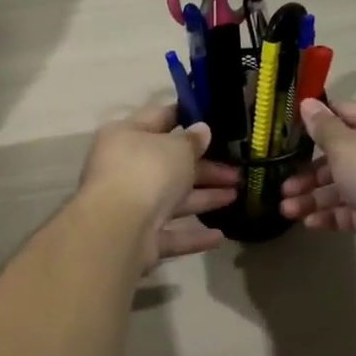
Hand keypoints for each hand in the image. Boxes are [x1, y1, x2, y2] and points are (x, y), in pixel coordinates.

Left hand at [78, 103, 238, 271]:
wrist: (118, 228)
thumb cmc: (147, 172)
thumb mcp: (176, 148)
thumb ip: (192, 140)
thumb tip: (201, 130)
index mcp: (126, 136)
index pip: (159, 118)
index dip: (185, 117)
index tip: (214, 119)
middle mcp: (124, 169)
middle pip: (170, 164)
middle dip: (205, 168)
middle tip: (237, 170)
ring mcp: (130, 205)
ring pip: (172, 199)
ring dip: (204, 197)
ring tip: (236, 195)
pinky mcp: (138, 238)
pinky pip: (170, 233)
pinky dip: (192, 235)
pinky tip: (219, 237)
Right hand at [279, 100, 355, 266]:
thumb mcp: (343, 143)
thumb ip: (322, 126)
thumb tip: (308, 102)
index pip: (344, 114)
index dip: (317, 120)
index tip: (289, 132)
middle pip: (340, 157)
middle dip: (308, 173)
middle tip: (282, 186)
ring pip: (343, 188)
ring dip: (314, 198)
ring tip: (286, 210)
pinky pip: (352, 212)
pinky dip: (331, 216)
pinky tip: (308, 223)